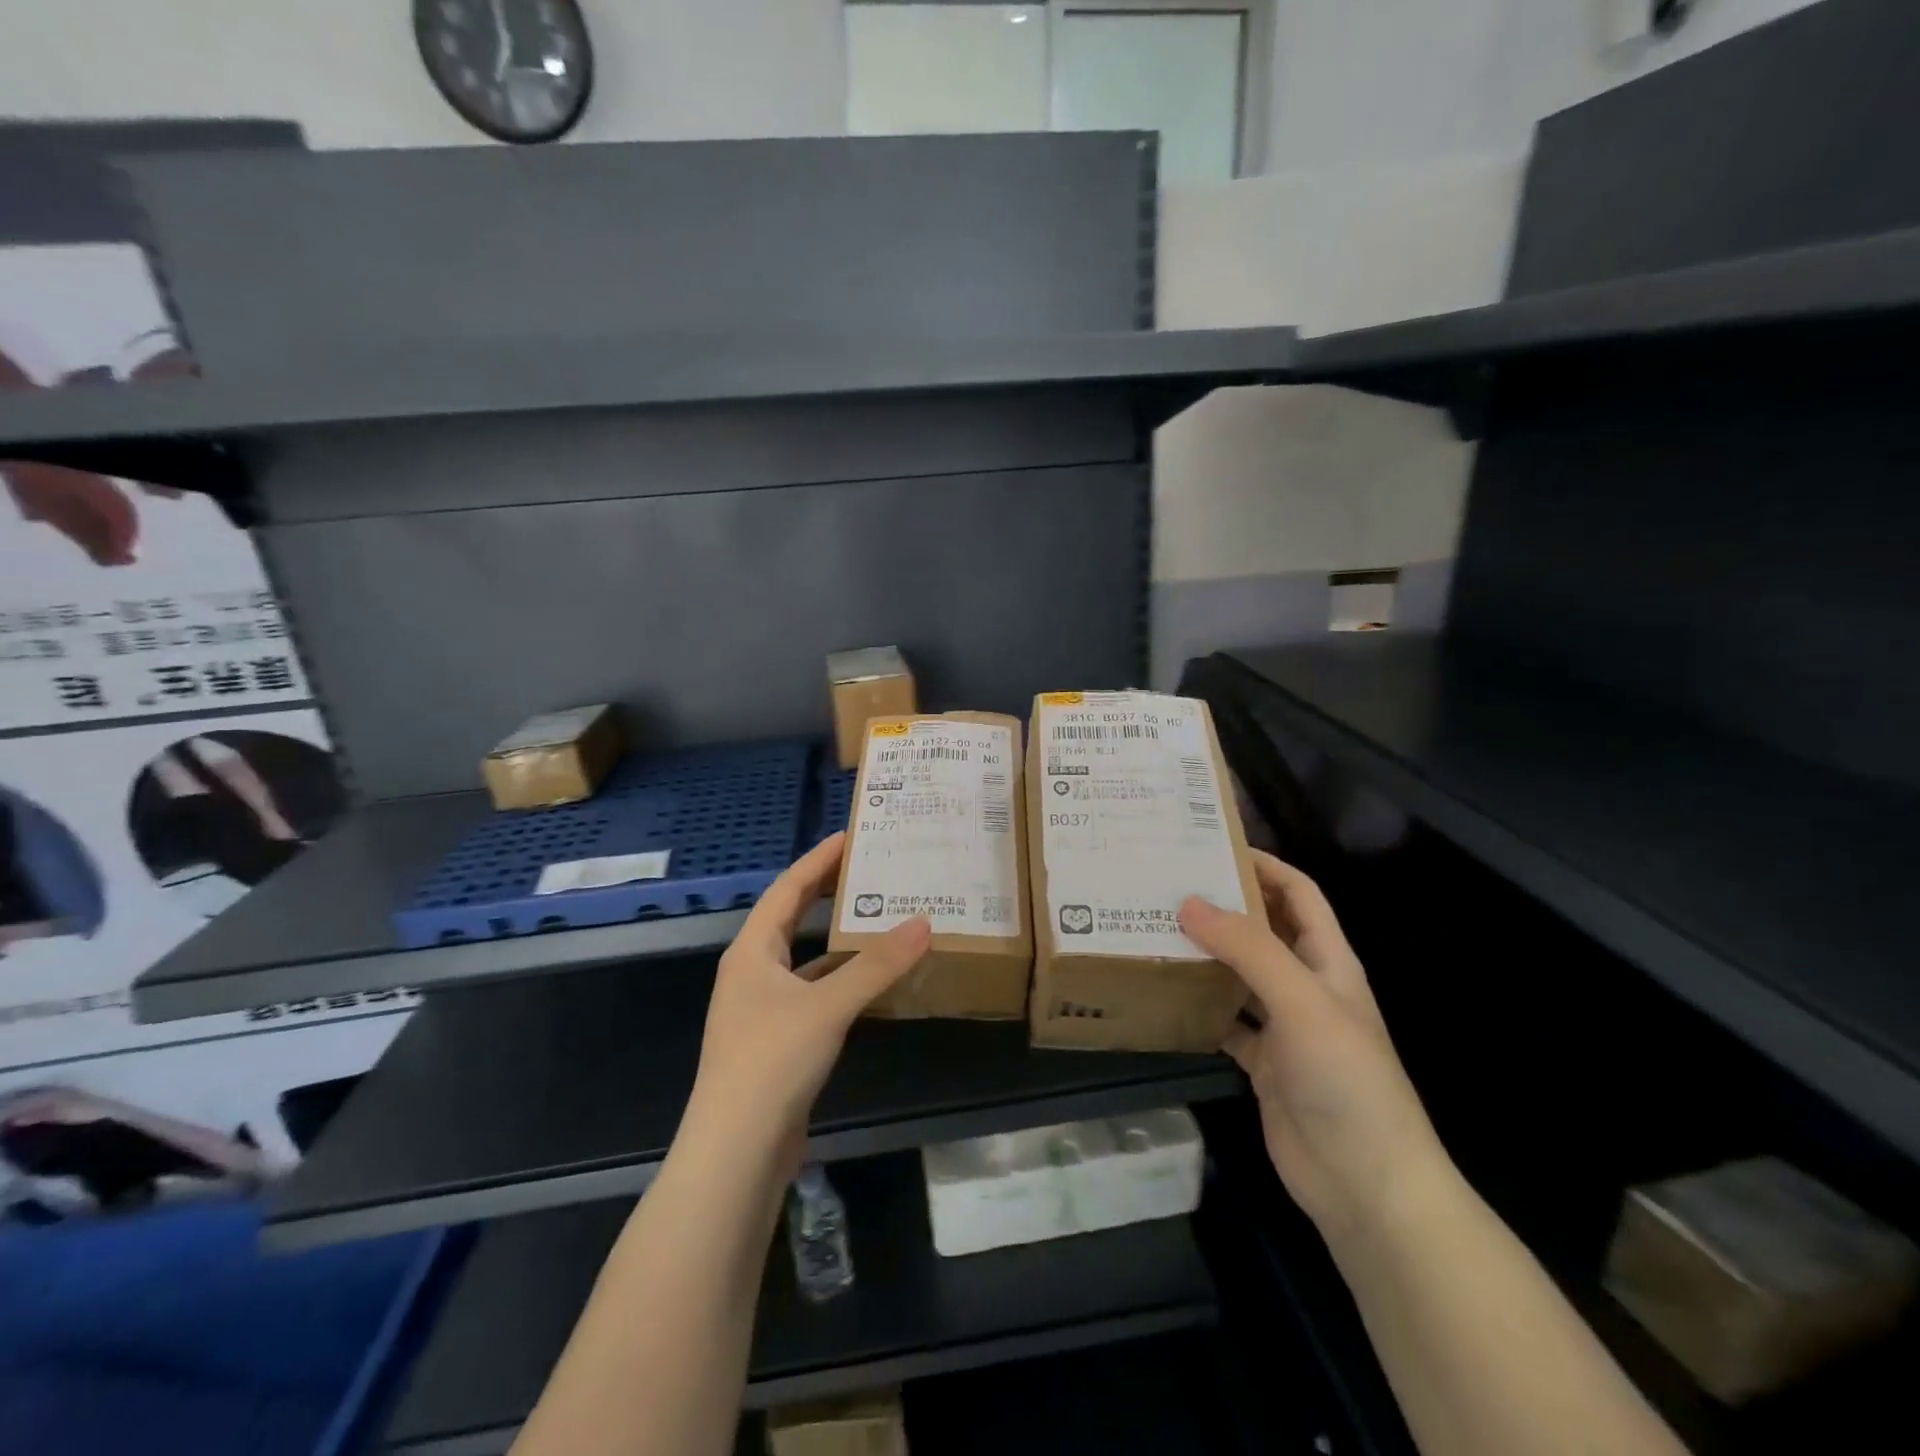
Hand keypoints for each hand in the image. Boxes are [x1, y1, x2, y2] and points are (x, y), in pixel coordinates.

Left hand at [686, 832, 930, 1161]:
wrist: (736, 1153)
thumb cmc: (772, 1060)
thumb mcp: (828, 1005)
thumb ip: (877, 965)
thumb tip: (924, 922)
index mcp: (752, 951)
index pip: (787, 889)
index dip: (818, 860)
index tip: (851, 835)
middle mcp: (754, 972)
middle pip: (792, 918)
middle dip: (827, 892)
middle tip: (870, 868)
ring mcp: (764, 1009)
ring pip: (807, 958)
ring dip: (839, 939)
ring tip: (880, 917)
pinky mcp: (780, 1041)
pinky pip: (816, 993)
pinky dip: (843, 980)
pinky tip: (874, 982)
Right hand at [1180, 852, 1451, 1240]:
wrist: (1366, 1185)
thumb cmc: (1346, 1080)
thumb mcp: (1302, 1002)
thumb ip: (1248, 950)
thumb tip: (1189, 902)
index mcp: (1329, 961)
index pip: (1298, 894)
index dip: (1264, 865)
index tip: (1212, 846)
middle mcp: (1306, 986)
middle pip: (1264, 930)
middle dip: (1224, 906)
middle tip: (1167, 885)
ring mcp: (1285, 1027)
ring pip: (1239, 974)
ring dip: (1206, 954)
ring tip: (1154, 929)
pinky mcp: (1263, 1064)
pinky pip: (1225, 1021)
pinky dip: (1199, 1006)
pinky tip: (1165, 994)